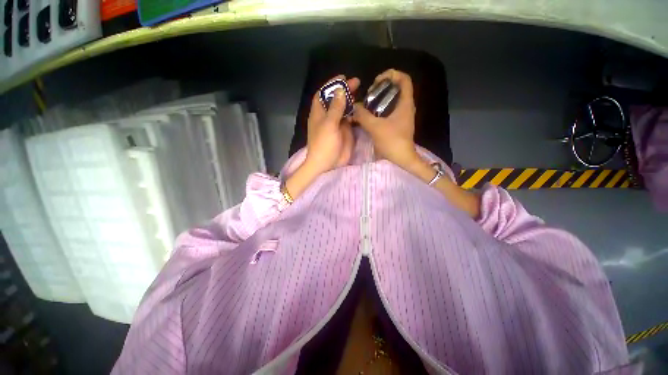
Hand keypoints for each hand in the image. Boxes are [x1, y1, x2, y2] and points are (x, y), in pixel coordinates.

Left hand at [304, 75, 359, 175]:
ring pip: (344, 108)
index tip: (343, 78)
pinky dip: (355, 113)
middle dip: (344, 90)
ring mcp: (337, 124)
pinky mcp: (345, 131)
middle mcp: (327, 116)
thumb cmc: (324, 144)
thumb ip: (335, 107)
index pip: (323, 94)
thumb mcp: (329, 124)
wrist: (327, 163)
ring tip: (361, 93)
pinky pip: (350, 119)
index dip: (331, 85)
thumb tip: (340, 90)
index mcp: (319, 113)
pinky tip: (361, 108)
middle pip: (335, 99)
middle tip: (357, 83)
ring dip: (351, 101)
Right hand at [352, 69, 419, 170]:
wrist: (401, 159)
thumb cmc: (392, 141)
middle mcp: (406, 107)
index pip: (404, 79)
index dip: (391, 74)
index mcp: (405, 103)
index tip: (377, 81)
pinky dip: (381, 108)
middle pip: (398, 88)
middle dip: (383, 86)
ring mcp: (403, 116)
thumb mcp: (375, 127)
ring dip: (381, 98)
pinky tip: (371, 114)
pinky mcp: (398, 124)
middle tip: (370, 93)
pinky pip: (390, 110)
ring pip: (393, 100)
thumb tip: (354, 106)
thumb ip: (363, 115)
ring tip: (368, 103)